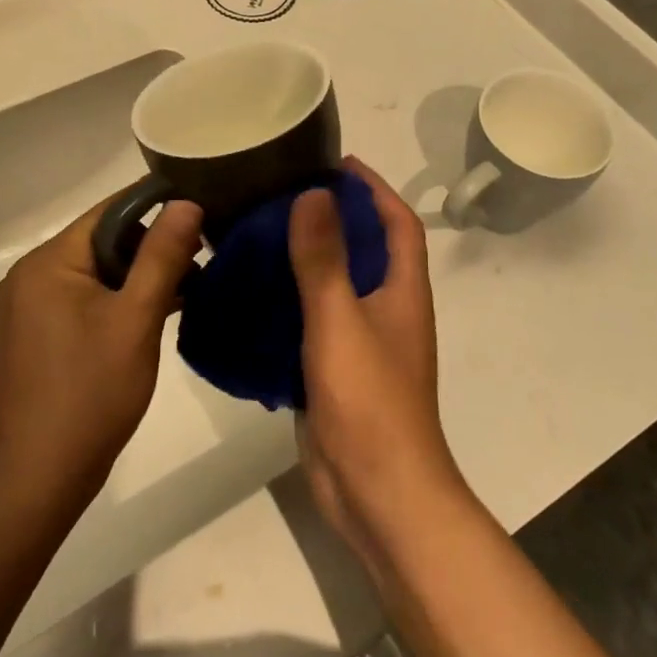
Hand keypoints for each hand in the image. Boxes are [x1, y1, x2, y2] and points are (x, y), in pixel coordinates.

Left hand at [0, 193, 203, 505]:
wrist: (38, 480)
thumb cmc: (90, 394)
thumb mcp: (136, 319)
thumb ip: (162, 256)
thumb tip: (185, 202)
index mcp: (47, 262)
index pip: (108, 212)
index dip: (155, 205)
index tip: (201, 207)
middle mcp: (30, 275)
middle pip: (101, 240)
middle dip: (150, 246)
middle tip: (200, 258)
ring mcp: (29, 307)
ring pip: (96, 272)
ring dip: (138, 276)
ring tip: (187, 286)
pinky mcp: (37, 334)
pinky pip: (83, 298)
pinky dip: (117, 300)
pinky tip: (154, 314)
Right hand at [291, 158, 467, 566]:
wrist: (378, 494)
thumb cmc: (369, 401)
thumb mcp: (341, 320)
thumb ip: (324, 259)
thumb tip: (313, 194)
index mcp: (403, 291)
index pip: (399, 222)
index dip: (375, 188)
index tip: (337, 162)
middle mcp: (388, 310)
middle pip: (368, 249)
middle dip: (336, 216)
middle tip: (285, 193)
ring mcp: (362, 343)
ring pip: (337, 285)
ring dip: (310, 257)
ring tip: (262, 231)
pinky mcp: (335, 370)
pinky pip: (313, 320)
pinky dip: (291, 300)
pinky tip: (253, 292)